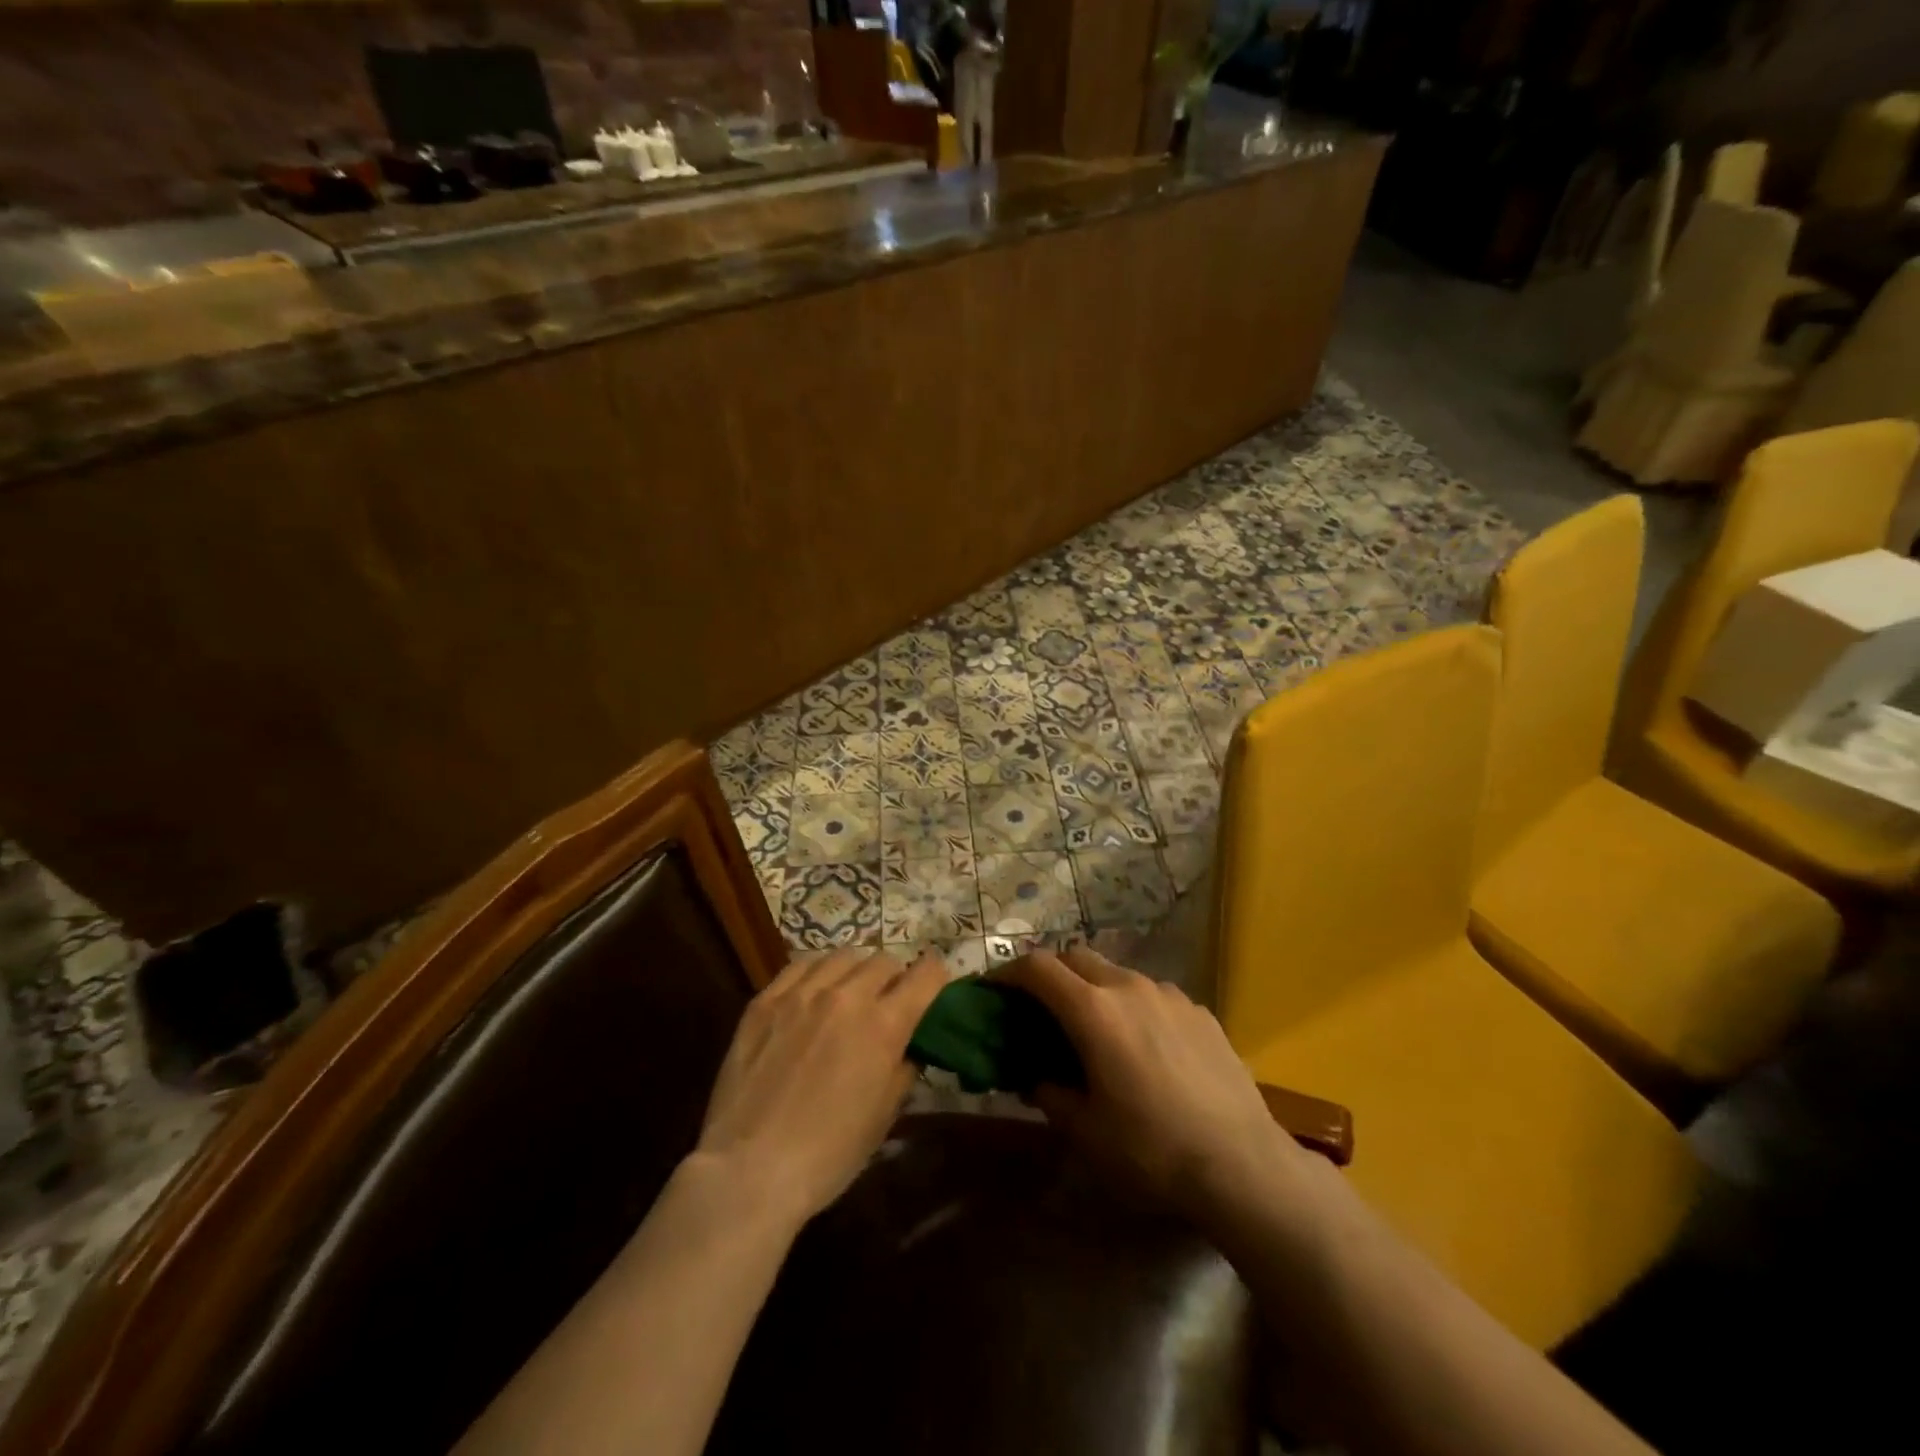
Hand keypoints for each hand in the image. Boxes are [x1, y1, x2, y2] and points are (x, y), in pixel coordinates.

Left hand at [694, 947, 948, 1224]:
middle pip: (884, 960)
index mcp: (884, 1026)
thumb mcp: (884, 1116)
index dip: (936, 975)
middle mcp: (846, 996)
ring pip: (844, 956)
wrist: (749, 1170)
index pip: (925, 974)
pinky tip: (814, 991)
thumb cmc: (828, 1154)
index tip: (934, 985)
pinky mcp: (765, 1000)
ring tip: (850, 992)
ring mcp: (801, 993)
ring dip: (857, 971)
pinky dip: (818, 970)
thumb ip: (903, 1069)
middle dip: (895, 977)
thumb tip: (908, 1047)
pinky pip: (801, 964)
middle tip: (888, 1001)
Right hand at [997, 947, 1305, 1220]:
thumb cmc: (1152, 1149)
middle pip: (1076, 957)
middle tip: (1039, 1007)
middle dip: (1050, 974)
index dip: (1008, 973)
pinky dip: (1133, 1006)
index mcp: (1093, 1011)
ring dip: (1094, 988)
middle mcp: (1129, 987)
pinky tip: (1145, 1047)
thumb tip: (1036, 1078)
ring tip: (1095, 1029)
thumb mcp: (1086, 1133)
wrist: (1242, 1163)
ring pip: (1117, 973)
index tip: (993, 989)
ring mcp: (1169, 994)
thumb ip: (1051, 1095)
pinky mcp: (1199, 1010)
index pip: (1037, 968)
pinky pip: (1153, 994)